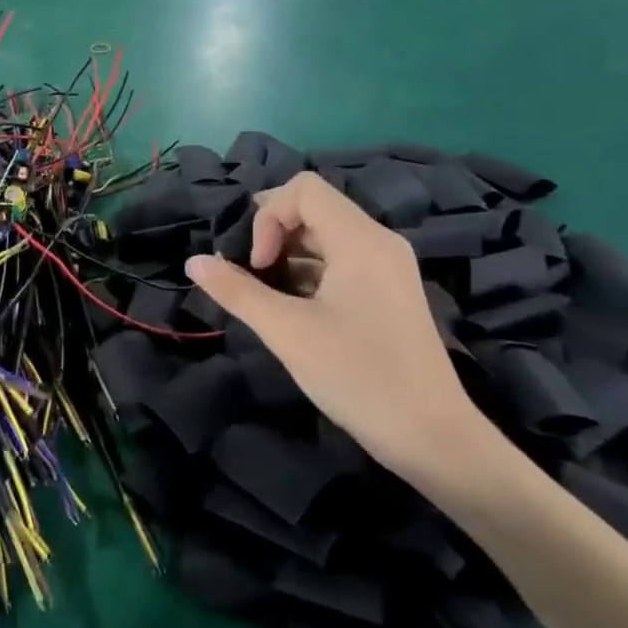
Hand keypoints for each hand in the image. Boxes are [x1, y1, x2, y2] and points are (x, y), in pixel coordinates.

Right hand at [184, 173, 499, 487]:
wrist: (433, 438)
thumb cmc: (358, 377)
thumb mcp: (287, 332)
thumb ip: (237, 291)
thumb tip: (193, 262)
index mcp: (360, 240)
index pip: (303, 189)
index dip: (268, 216)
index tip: (257, 265)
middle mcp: (379, 242)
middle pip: (315, 207)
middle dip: (273, 232)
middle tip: (251, 274)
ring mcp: (389, 267)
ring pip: (327, 234)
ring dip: (289, 253)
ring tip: (267, 294)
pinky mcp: (390, 291)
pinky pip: (342, 260)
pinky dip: (311, 271)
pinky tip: (295, 307)